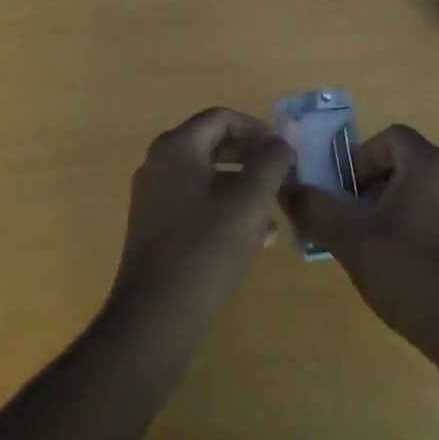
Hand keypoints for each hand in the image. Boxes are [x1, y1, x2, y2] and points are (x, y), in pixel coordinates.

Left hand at [107, 107, 293, 340]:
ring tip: (274, 207)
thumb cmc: (204, 251)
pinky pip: (195, 203)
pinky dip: (224, 208)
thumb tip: (285, 134)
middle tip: (282, 174)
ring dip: (241, 185)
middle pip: (211, 144)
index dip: (256, 128)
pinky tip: (257, 237)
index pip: (221, 118)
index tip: (284, 149)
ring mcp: (153, 198)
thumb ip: (270, 162)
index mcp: (176, 148)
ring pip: (206, 177)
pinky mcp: (155, 229)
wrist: (154, 321)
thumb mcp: (247, 203)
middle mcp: (159, 165)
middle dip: (250, 156)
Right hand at [280, 124, 438, 371]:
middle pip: (407, 166)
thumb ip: (315, 208)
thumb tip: (287, 188)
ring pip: (426, 196)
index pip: (390, 137)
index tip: (345, 194)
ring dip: (397, 212)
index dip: (361, 159)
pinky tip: (409, 275)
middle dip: (375, 188)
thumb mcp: (351, 240)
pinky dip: (422, 235)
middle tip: (354, 222)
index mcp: (430, 165)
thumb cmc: (412, 274)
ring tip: (377, 251)